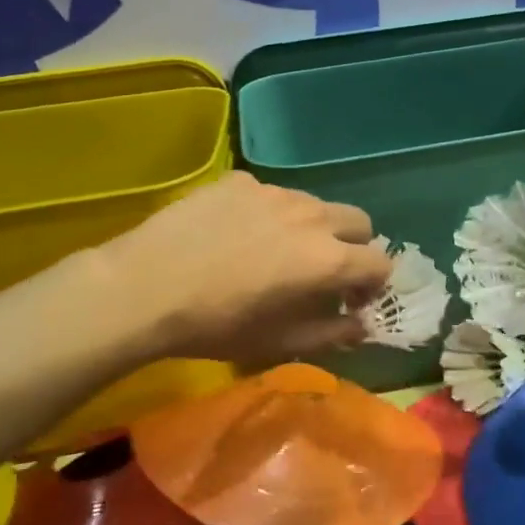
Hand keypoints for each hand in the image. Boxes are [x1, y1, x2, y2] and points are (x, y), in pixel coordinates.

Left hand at [89, 172, 392, 369]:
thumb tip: (360, 325)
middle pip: (358, 221)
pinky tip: (235, 234)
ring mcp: (274, 192)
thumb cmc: (215, 325)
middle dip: (354, 246)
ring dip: (313, 227)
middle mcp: (311, 215)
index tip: (350, 302)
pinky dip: (269, 213)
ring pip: (315, 203)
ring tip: (277, 250)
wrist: (144, 287)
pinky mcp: (240, 181)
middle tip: (323, 272)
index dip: (372, 285)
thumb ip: (331, 333)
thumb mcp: (278, 343)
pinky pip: (271, 194)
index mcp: (327, 258)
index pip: (380, 262)